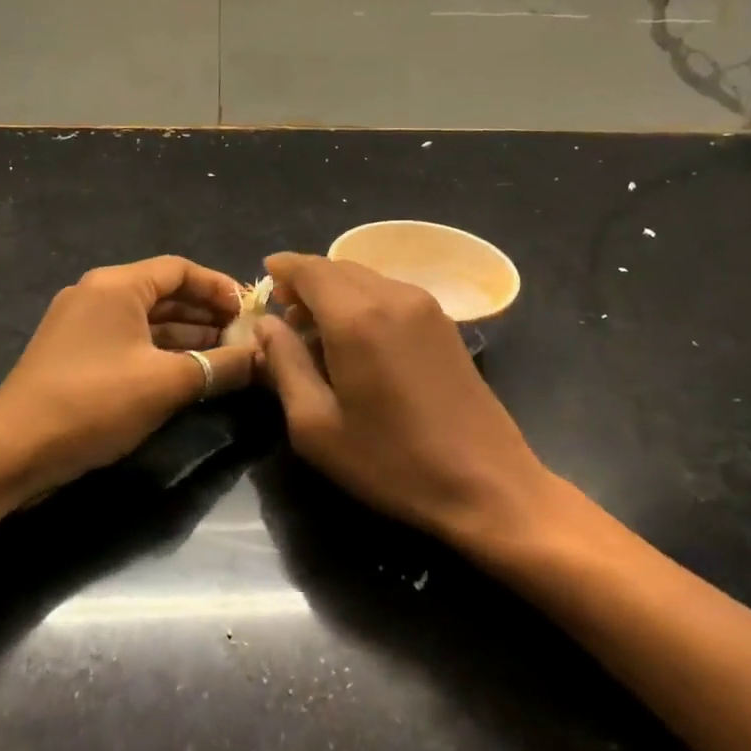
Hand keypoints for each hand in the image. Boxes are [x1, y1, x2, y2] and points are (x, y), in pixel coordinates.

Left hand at [0, 256, 255, 504]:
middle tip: (245, 337)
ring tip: (226, 356)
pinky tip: (188, 372)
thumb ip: (220, 366)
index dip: (219, 287)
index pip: (180, 269)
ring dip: (187, 335)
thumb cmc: (93, 403)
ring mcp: (82, 324)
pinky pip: (129, 340)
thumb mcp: (166, 384)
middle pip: (164, 292)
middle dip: (207, 313)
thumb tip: (263, 357)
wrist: (11, 451)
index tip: (250, 312)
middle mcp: (97, 294)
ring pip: (147, 320)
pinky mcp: (75, 354)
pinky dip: (161, 351)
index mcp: (116, 285)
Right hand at [253, 252, 559, 547]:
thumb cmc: (391, 461)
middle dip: (306, 282)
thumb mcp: (316, 425)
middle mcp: (393, 296)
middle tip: (285, 315)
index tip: (264, 279)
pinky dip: (363, 302)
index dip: (282, 269)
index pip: (309, 269)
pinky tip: (358, 339)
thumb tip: (266, 324)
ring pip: (366, 278)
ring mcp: (425, 306)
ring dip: (336, 292)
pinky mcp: (445, 323)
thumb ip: (284, 364)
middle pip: (338, 268)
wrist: (487, 482)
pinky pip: (390, 294)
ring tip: (317, 331)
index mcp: (356, 317)